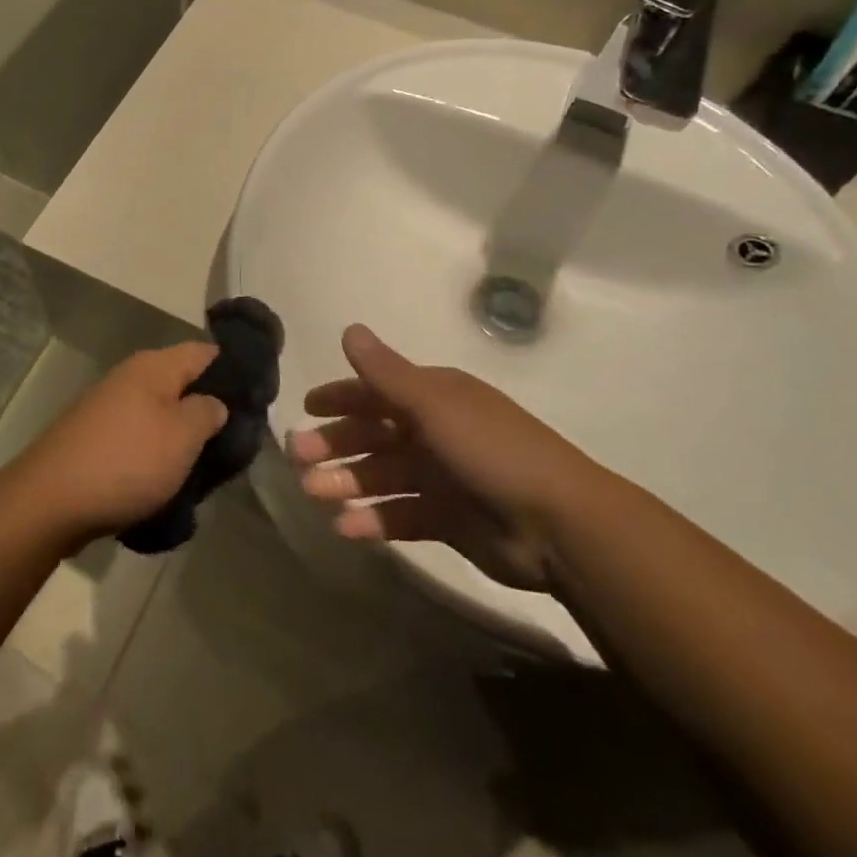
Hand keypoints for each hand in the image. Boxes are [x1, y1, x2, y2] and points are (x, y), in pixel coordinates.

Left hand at [10, 344, 226, 546]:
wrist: (50, 500)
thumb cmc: (127, 461)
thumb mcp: (183, 436)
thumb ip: (208, 412)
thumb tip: (214, 402)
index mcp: (155, 366)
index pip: (206, 352)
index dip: (234, 370)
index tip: (258, 399)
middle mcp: (131, 376)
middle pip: (182, 382)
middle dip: (208, 408)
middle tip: (234, 441)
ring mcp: (109, 405)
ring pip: (161, 412)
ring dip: (182, 435)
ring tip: (205, 466)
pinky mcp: (96, 436)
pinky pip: (139, 436)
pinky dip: (156, 452)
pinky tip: (167, 479)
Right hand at [287, 326, 605, 592]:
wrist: (558, 524)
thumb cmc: (489, 450)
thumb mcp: (433, 404)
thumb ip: (386, 372)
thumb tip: (349, 328)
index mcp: (434, 397)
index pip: (377, 391)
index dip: (341, 397)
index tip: (306, 407)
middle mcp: (434, 432)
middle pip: (373, 435)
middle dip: (335, 444)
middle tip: (298, 458)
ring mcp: (441, 477)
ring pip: (381, 475)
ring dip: (346, 482)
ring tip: (314, 495)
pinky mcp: (447, 519)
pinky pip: (399, 514)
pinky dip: (372, 518)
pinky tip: (346, 527)